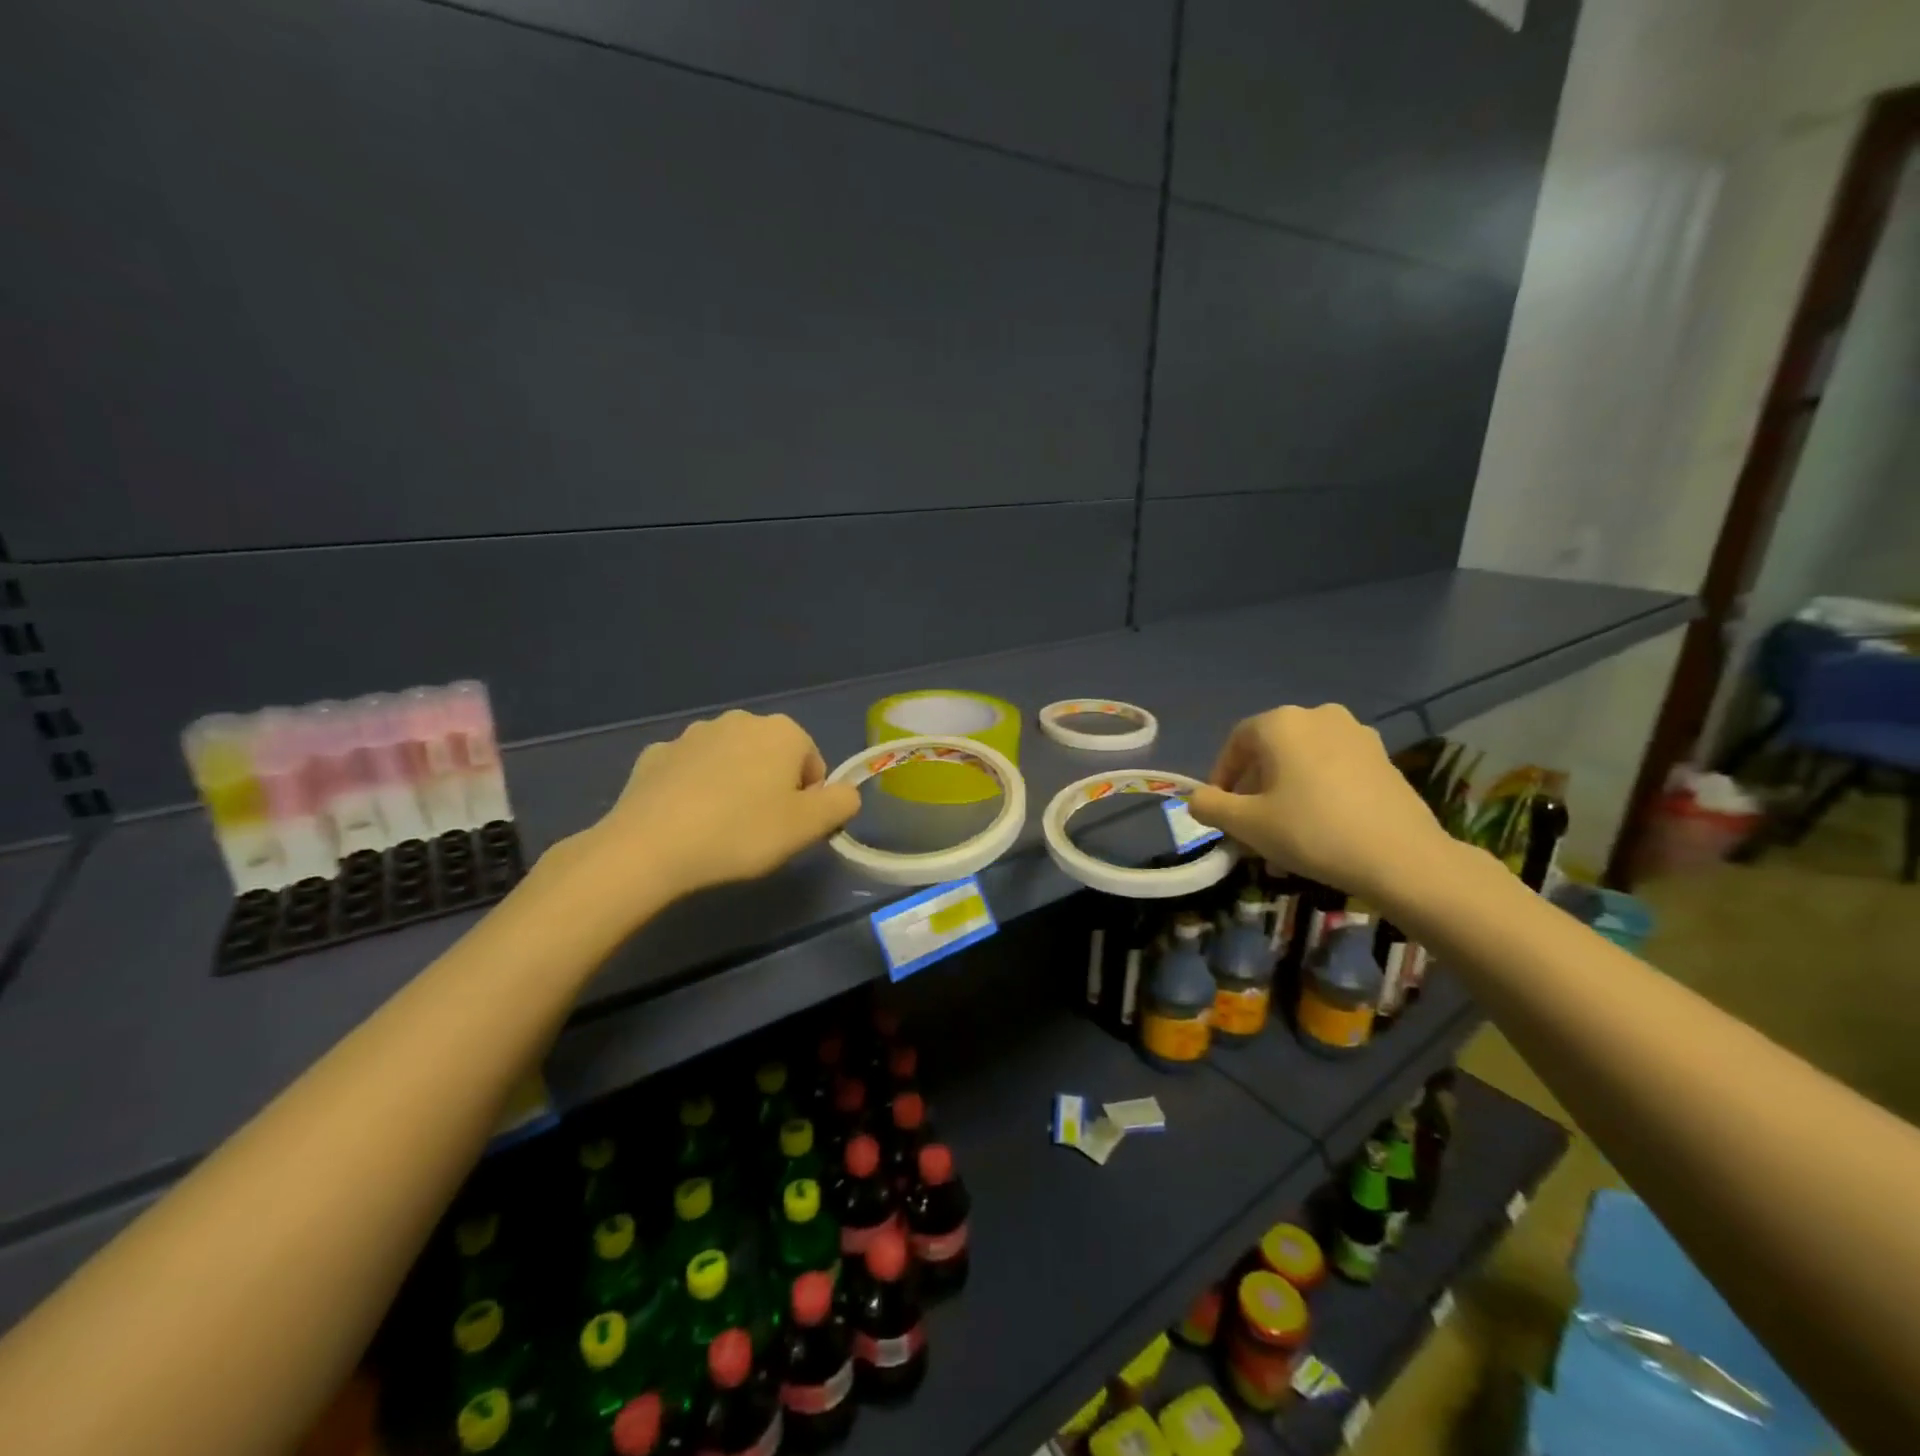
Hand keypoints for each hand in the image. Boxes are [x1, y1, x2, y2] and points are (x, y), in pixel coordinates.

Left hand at [585, 710, 860, 900]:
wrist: (650, 846)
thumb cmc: (742, 832)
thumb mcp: (809, 827)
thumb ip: (841, 804)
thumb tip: (845, 794)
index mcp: (782, 731)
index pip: (813, 763)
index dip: (808, 799)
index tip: (790, 828)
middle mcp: (739, 721)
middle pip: (771, 757)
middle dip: (771, 787)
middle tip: (759, 830)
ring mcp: (692, 734)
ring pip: (729, 761)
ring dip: (733, 785)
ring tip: (720, 828)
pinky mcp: (655, 754)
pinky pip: (689, 771)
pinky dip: (694, 789)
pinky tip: (686, 821)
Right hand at [1186, 704, 1454, 903]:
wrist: (1402, 857)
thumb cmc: (1311, 832)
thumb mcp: (1246, 824)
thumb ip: (1210, 806)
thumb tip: (1197, 798)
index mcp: (1281, 723)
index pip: (1236, 743)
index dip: (1221, 777)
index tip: (1220, 811)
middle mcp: (1318, 716)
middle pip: (1271, 752)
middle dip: (1254, 789)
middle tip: (1250, 827)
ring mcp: (1356, 734)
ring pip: (1303, 762)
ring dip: (1285, 793)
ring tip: (1283, 834)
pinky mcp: (1383, 758)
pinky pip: (1333, 770)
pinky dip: (1317, 792)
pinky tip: (1319, 828)